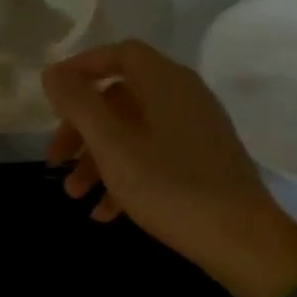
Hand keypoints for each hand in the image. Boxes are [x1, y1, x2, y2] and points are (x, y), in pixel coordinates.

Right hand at [41, 40, 296, 296]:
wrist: (243, 241)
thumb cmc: (170, 184)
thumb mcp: (112, 144)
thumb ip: (78, 103)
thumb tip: (52, 72)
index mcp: (165, 82)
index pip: (119, 54)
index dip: (82, 67)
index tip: (52, 93)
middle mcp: (183, 98)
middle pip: (120, 98)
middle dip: (82, 128)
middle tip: (56, 158)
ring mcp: (196, 131)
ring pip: (134, 132)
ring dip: (98, 159)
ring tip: (75, 195)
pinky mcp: (203, 163)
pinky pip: (154, 157)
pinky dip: (126, 176)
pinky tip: (106, 213)